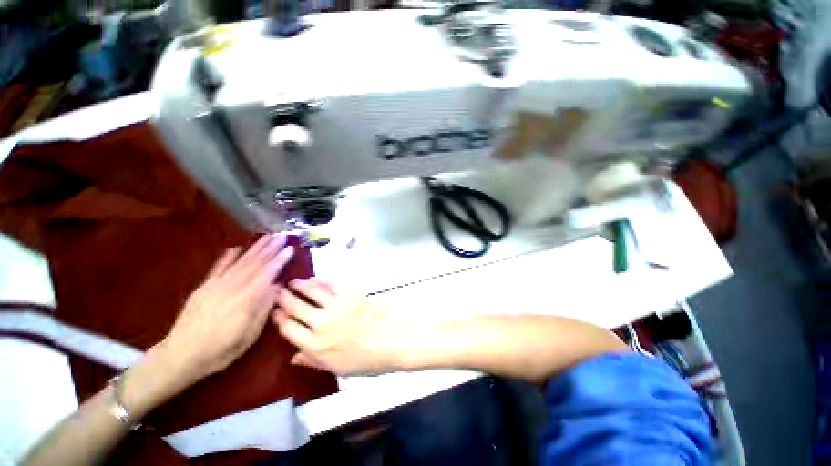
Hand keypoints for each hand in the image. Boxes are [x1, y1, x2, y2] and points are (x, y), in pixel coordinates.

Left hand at [160, 234, 294, 384]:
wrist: (180, 356)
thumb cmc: (221, 350)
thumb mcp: (249, 335)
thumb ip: (264, 308)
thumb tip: (277, 286)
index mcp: (246, 300)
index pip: (267, 274)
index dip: (280, 260)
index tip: (290, 248)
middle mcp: (232, 287)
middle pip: (255, 263)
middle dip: (270, 248)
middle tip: (282, 235)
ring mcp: (216, 285)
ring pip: (240, 261)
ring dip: (255, 248)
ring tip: (267, 236)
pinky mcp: (203, 287)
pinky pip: (218, 267)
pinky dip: (228, 256)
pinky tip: (237, 247)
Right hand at [273, 279, 406, 375]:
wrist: (390, 341)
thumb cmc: (365, 360)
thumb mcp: (336, 369)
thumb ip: (313, 361)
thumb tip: (293, 357)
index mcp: (315, 346)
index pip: (289, 329)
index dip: (279, 319)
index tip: (274, 311)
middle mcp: (321, 324)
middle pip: (296, 308)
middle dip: (284, 299)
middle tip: (277, 291)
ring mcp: (336, 307)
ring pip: (312, 293)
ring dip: (300, 286)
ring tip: (293, 282)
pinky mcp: (350, 295)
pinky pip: (332, 285)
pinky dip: (321, 280)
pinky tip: (316, 278)